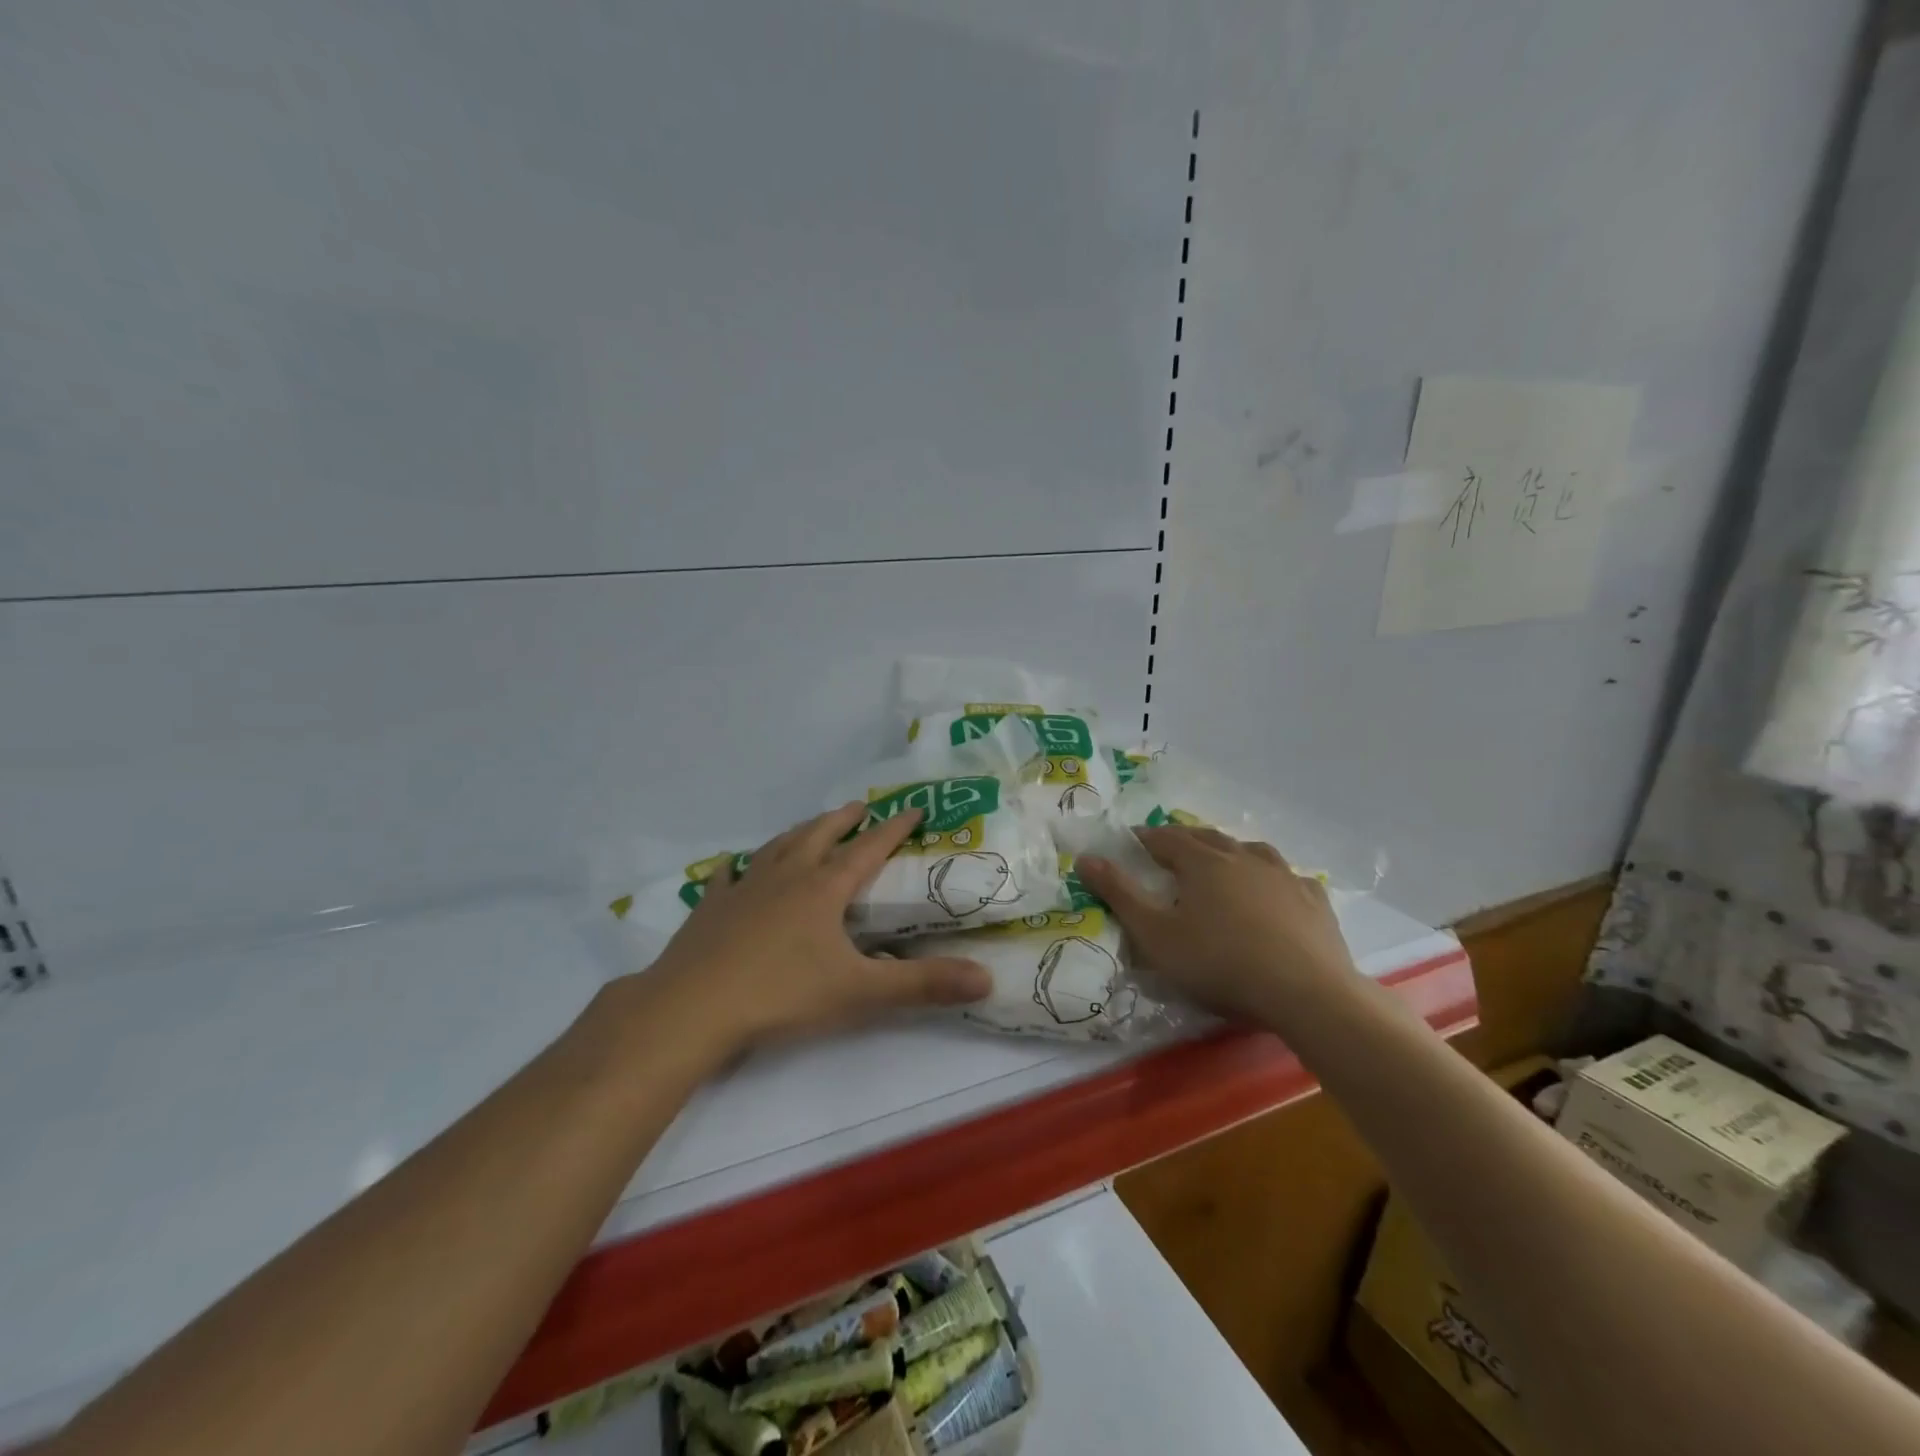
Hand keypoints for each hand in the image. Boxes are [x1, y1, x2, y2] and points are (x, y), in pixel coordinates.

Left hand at [638, 802, 993, 1051]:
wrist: (692, 1008)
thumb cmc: (781, 994)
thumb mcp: (860, 992)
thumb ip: (923, 986)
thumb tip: (987, 979)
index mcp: (823, 889)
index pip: (868, 849)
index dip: (894, 829)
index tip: (913, 808)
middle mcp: (785, 877)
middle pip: (819, 836)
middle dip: (843, 820)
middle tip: (859, 806)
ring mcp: (743, 889)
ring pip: (777, 848)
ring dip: (798, 833)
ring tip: (810, 827)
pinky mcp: (710, 909)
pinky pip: (726, 877)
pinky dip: (737, 867)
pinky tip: (734, 866)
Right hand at [1076, 826, 1354, 1025]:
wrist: (1306, 993)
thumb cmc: (1220, 963)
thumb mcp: (1156, 935)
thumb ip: (1119, 894)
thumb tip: (1085, 858)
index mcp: (1203, 862)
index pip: (1166, 838)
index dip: (1146, 837)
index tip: (1133, 840)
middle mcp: (1243, 857)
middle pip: (1209, 837)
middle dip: (1187, 838)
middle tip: (1172, 847)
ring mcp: (1284, 876)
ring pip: (1252, 850)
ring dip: (1232, 851)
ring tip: (1224, 861)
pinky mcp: (1314, 900)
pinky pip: (1290, 878)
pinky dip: (1274, 879)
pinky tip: (1276, 892)